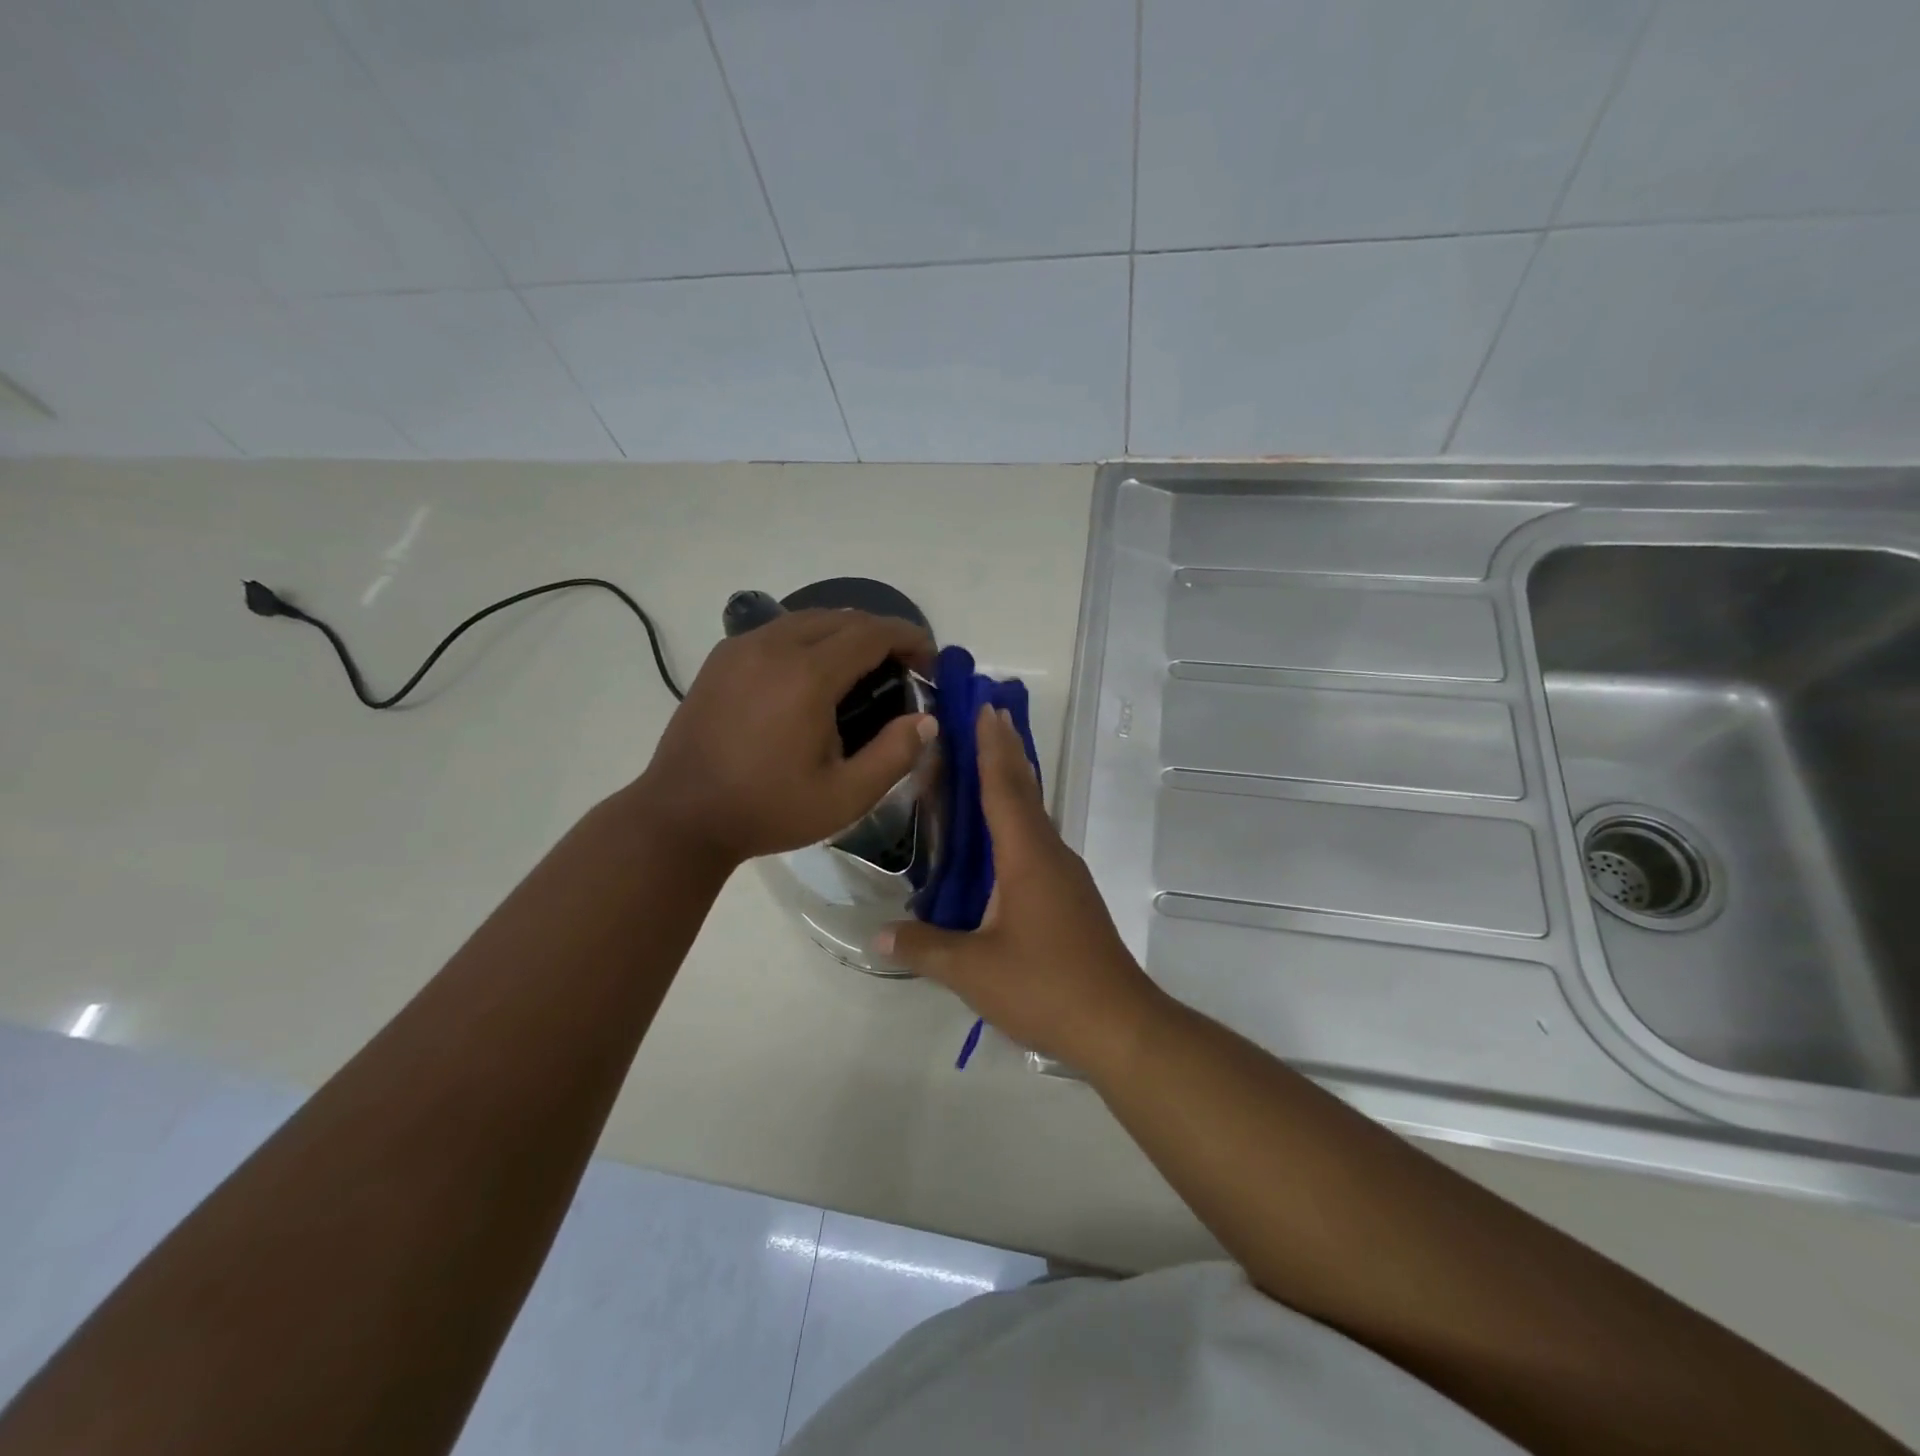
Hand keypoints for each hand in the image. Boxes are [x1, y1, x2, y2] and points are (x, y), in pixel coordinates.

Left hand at [631, 609, 934, 865]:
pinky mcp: (721, 659)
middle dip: (881, 634)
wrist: (682, 816)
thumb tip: (926, 720)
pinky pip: (777, 630)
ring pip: (808, 618)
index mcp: (807, 675)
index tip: (929, 661)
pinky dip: (809, 638)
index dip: (908, 639)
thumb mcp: (845, 797)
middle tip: (902, 669)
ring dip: (844, 633)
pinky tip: (813, 674)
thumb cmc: (768, 810)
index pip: (872, 633)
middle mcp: (774, 646)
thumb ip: (894, 755)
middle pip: (842, 617)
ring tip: (862, 669)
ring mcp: (741, 648)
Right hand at [878, 705, 1165, 1074]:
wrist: (1119, 1025)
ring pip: (1034, 818)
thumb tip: (878, 933)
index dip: (992, 748)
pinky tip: (1002, 840)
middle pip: (1025, 792)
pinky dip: (1017, 822)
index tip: (986, 709)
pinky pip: (1038, 844)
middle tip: (988, 715)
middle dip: (1006, 752)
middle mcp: (1050, 856)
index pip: (1005, 788)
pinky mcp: (1070, 900)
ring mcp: (1065, 877)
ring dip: (1013, 785)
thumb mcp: (974, 970)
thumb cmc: (1046, 987)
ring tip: (988, 765)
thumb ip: (924, 947)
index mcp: (1028, 858)